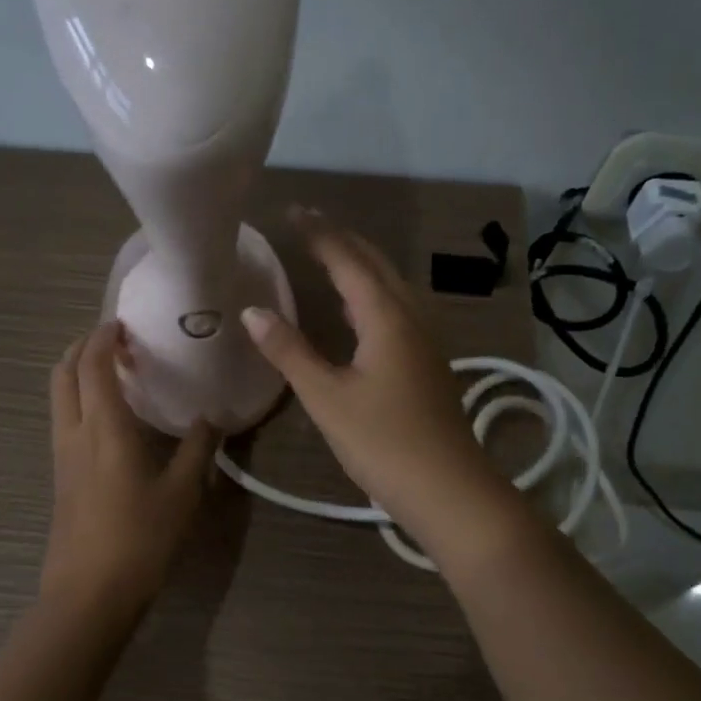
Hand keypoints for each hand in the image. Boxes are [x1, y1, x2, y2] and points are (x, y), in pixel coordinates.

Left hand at [42, 322, 217, 618]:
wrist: (89, 593)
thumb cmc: (140, 538)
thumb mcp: (183, 492)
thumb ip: (199, 448)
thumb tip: (213, 417)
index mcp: (104, 427)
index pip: (94, 363)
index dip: (105, 335)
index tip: (126, 322)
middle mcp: (74, 432)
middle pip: (63, 371)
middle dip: (84, 346)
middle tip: (118, 342)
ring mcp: (61, 454)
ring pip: (58, 395)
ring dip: (79, 372)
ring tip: (115, 373)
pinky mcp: (60, 475)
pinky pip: (64, 418)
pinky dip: (79, 398)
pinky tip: (110, 416)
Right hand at [240, 210, 516, 550]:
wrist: (448, 489)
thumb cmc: (383, 442)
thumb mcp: (327, 398)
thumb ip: (290, 352)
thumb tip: (252, 311)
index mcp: (387, 317)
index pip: (349, 260)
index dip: (319, 234)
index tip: (292, 211)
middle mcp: (411, 318)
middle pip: (376, 265)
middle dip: (342, 240)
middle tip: (307, 225)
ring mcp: (425, 341)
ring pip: (391, 286)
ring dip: (360, 265)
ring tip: (329, 256)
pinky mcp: (427, 363)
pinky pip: (397, 310)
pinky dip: (371, 294)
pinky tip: (357, 311)